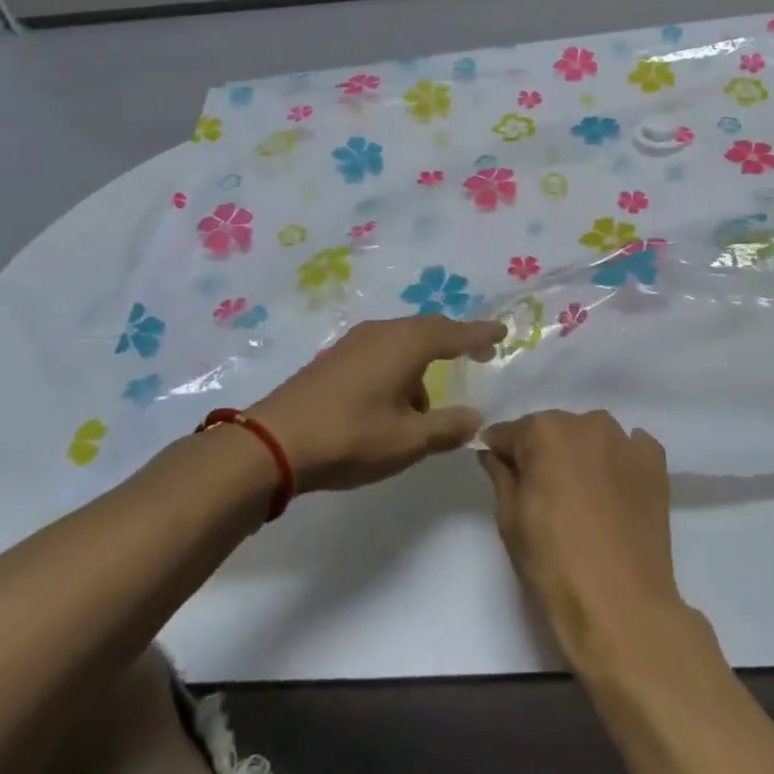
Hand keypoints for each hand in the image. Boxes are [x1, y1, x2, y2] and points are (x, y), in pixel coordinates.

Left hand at [252, 316, 504, 492]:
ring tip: (426, 404)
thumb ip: (447, 428)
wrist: (271, 443)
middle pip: (428, 329)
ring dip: (422, 363)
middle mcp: (383, 333)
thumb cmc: (349, 437)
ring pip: (403, 341)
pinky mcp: (335, 358)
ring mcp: (354, 343)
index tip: (502, 332)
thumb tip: (476, 417)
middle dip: (455, 341)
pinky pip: (382, 351)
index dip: (480, 333)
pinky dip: (399, 367)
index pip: (455, 332)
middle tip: (477, 353)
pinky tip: (392, 401)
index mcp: (406, 344)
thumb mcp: (408, 441)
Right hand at [479, 411, 691, 670]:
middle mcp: (587, 423)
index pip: (510, 432)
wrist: (622, 605)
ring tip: (582, 495)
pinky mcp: (655, 463)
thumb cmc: (554, 564)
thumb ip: (500, 475)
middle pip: (553, 430)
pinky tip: (615, 491)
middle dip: (543, 453)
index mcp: (545, 432)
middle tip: (543, 494)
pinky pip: (630, 448)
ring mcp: (626, 441)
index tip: (500, 473)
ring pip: (591, 436)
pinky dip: (619, 461)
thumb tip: (493, 452)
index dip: (501, 453)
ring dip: (582, 454)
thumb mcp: (510, 520)